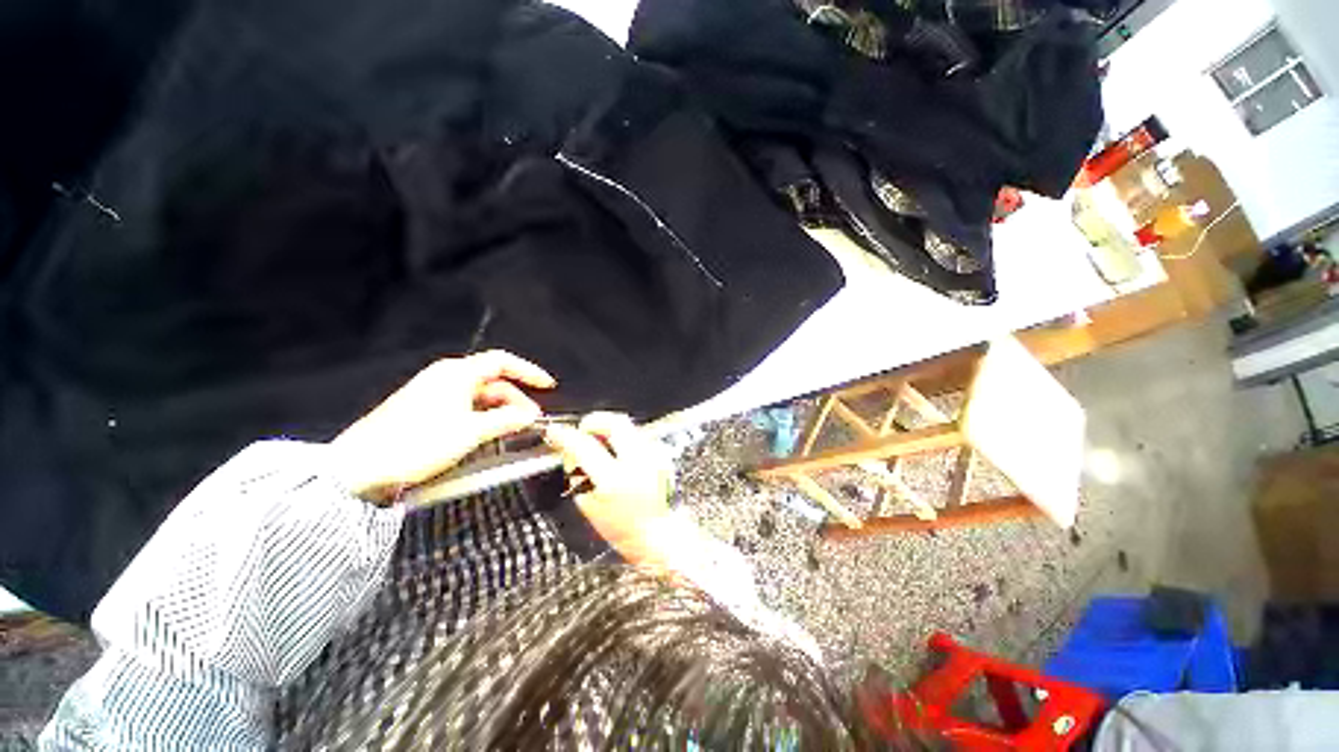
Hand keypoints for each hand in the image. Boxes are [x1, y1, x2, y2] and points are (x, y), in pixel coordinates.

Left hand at [331, 350, 555, 501]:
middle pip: (492, 381)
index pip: (502, 362)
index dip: (528, 372)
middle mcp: (447, 377)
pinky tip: (488, 435)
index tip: (548, 386)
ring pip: (479, 397)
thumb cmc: (419, 443)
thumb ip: (505, 420)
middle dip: (516, 399)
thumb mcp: (470, 432)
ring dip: (500, 411)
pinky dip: (482, 418)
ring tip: (513, 431)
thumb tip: (530, 415)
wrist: (360, 467)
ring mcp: (434, 393)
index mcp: (457, 373)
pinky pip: (464, 407)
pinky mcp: (425, 410)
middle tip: (531, 420)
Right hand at [542, 412, 674, 564]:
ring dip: (608, 429)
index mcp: (615, 479)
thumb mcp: (588, 505)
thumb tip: (570, 448)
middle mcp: (638, 462)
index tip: (555, 432)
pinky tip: (616, 453)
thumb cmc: (620, 527)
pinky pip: (636, 435)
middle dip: (594, 421)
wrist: (656, 533)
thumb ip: (577, 473)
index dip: (566, 435)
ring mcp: (653, 455)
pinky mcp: (660, 453)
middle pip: (615, 422)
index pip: (586, 446)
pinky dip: (622, 438)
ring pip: (627, 425)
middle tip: (582, 430)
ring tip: (599, 444)